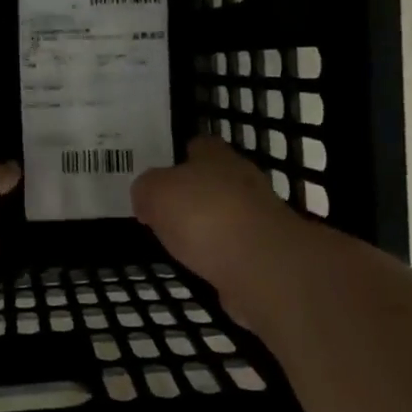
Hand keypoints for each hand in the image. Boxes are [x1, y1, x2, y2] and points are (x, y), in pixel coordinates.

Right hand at [132, 136, 298, 312]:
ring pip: (227, 213)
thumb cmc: (204, 215)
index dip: (181, 155)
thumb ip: (147, 188)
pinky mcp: (265, 252)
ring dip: (208, 224)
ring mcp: (259, 217)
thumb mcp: (156, 192)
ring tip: (180, 239)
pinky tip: (201, 263)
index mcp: (217, 157)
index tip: (163, 171)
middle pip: (216, 178)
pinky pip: (235, 247)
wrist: (260, 265)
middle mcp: (243, 181)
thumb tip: (147, 197)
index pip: (200, 145)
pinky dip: (220, 253)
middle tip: (166, 207)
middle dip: (195, 191)